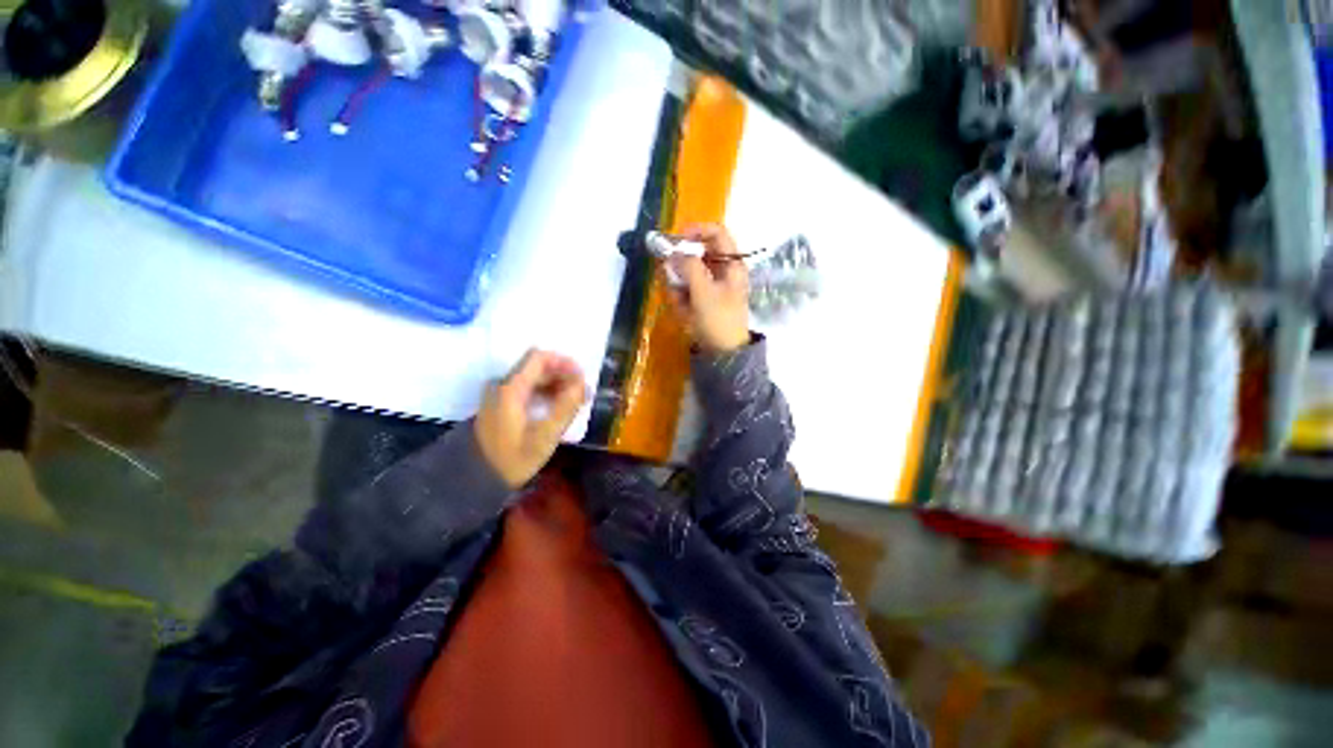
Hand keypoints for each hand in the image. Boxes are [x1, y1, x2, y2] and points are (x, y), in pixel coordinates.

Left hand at [476, 350, 588, 488]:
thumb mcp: (545, 436)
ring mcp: (500, 394)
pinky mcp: (501, 404)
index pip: (539, 357)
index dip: (563, 362)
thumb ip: (566, 407)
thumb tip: (583, 385)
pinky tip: (557, 407)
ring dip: (556, 384)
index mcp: (512, 388)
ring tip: (574, 402)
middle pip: (537, 366)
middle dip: (563, 375)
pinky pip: (527, 388)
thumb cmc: (512, 458)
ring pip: (533, 377)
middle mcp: (503, 384)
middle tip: (582, 394)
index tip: (581, 377)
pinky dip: (545, 392)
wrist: (476, 478)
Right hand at [667, 223, 750, 353]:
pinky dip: (681, 298)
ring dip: (679, 285)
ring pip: (688, 273)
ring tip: (680, 303)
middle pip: (697, 254)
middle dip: (681, 267)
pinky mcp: (703, 300)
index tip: (675, 239)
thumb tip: (673, 253)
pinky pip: (687, 290)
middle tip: (670, 277)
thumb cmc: (718, 320)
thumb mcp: (703, 292)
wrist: (724, 354)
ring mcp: (713, 286)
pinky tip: (682, 311)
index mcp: (732, 264)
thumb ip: (688, 268)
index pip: (716, 233)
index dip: (696, 230)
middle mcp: (723, 270)